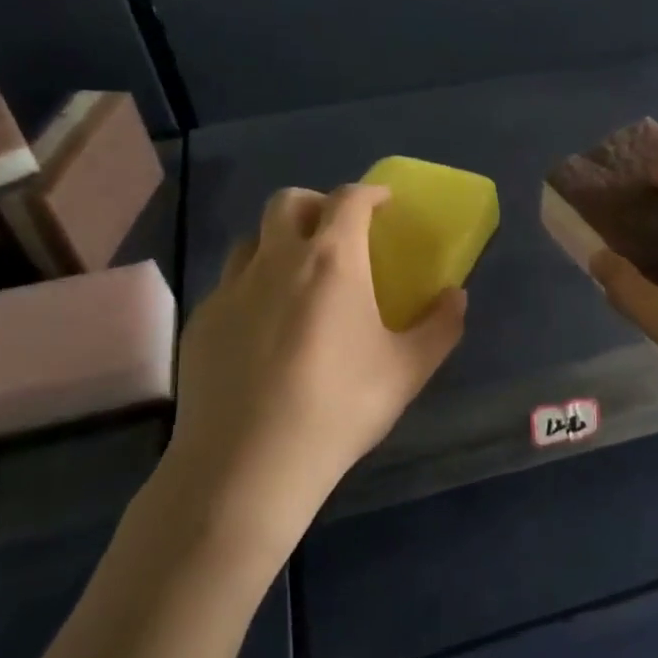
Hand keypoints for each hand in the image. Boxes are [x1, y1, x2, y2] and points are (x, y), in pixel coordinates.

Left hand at [162, 184, 464, 548]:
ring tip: (298, 278)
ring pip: (252, 240)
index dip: (369, 192)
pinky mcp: (200, 323)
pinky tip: (264, 329)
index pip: (348, 200)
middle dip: (317, 204)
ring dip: (279, 242)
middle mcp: (276, 261)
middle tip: (337, 232)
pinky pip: (229, 285)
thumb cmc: (340, 407)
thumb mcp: (408, 370)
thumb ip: (441, 326)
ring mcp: (231, 290)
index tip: (384, 202)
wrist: (248, 465)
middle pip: (288, 202)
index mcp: (331, 261)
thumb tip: (456, 296)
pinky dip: (253, 287)